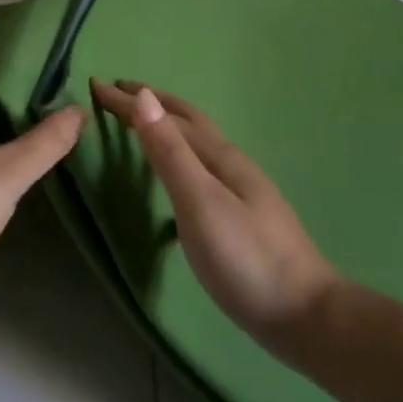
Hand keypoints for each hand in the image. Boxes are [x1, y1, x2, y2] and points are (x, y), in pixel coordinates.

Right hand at [93, 81, 341, 354]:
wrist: (305, 316)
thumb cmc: (246, 258)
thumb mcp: (200, 202)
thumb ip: (170, 152)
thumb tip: (144, 97)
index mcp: (218, 156)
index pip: (166, 115)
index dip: (131, 100)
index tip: (96, 85)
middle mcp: (230, 163)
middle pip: (187, 120)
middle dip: (151, 101)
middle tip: (116, 92)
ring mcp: (239, 189)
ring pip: (195, 143)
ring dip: (165, 125)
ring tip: (140, 123)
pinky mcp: (240, 215)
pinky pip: (199, 166)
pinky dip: (177, 153)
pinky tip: (175, 175)